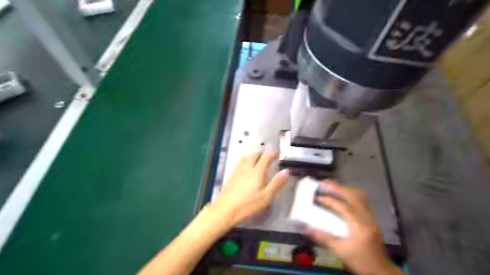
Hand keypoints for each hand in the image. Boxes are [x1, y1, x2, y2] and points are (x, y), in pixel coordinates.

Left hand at [212, 151, 289, 225]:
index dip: (273, 153)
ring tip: (256, 156)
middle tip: (267, 154)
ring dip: (252, 154)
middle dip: (262, 152)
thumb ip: (277, 183)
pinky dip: (244, 160)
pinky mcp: (230, 176)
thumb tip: (286, 171)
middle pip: (254, 154)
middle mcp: (247, 168)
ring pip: (245, 157)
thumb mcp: (266, 196)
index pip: (266, 157)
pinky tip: (244, 167)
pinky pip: (239, 163)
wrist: (225, 209)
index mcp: (257, 171)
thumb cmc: (248, 204)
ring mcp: (237, 171)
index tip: (278, 153)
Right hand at [307, 180, 394, 274]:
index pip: (344, 207)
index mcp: (360, 226)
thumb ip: (322, 237)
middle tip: (325, 183)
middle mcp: (368, 218)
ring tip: (333, 187)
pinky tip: (344, 198)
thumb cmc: (360, 261)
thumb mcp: (339, 251)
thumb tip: (306, 228)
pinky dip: (352, 196)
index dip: (329, 200)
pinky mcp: (372, 220)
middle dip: (339, 188)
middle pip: (355, 196)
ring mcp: (372, 218)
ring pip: (361, 197)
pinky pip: (362, 202)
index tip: (317, 197)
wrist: (381, 272)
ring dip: (346, 190)